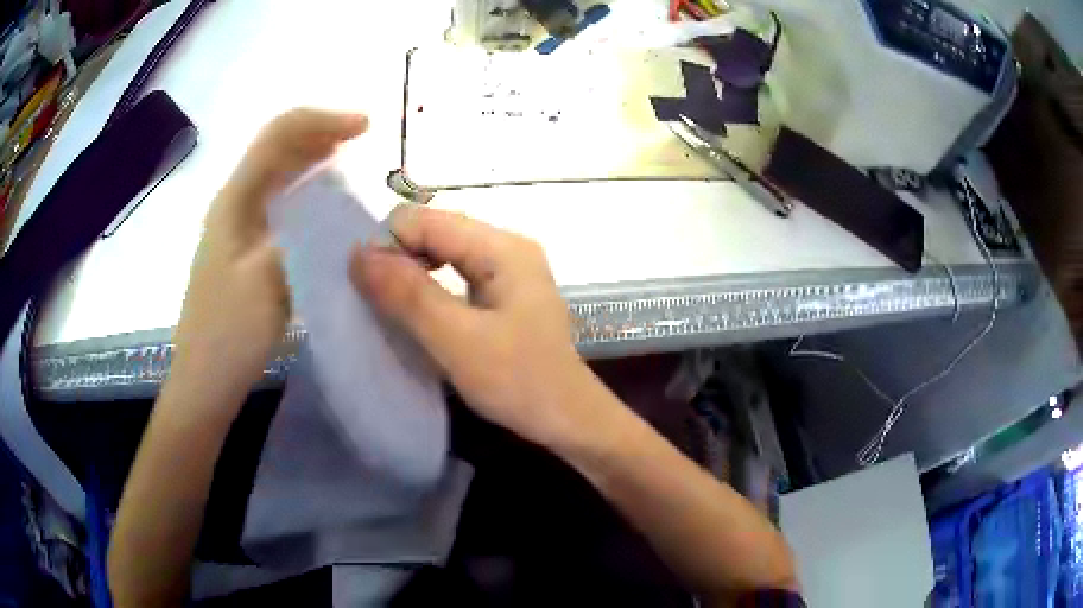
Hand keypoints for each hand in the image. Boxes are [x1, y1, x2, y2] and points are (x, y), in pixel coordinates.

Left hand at [172, 109, 367, 398]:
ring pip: (277, 175)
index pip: (278, 136)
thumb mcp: (268, 283)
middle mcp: (233, 204)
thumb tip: (335, 210)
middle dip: (319, 133)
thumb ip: (301, 236)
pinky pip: (278, 205)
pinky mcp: (243, 250)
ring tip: (348, 161)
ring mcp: (236, 227)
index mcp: (234, 201)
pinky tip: (324, 207)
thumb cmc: (228, 335)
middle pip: (276, 148)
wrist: (204, 381)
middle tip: (361, 140)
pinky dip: (305, 192)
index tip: (365, 127)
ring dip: (312, 159)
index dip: (322, 120)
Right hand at [350, 207, 599, 447]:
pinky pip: (453, 274)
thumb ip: (408, 294)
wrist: (568, 420)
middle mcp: (506, 246)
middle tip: (378, 304)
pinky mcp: (502, 292)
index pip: (425, 220)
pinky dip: (428, 289)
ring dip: (410, 275)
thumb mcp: (457, 340)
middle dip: (398, 259)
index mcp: (502, 247)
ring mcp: (507, 269)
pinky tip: (418, 313)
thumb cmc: (519, 382)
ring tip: (393, 309)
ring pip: (441, 253)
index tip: (365, 287)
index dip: (388, 245)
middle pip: (434, 231)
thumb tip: (358, 253)